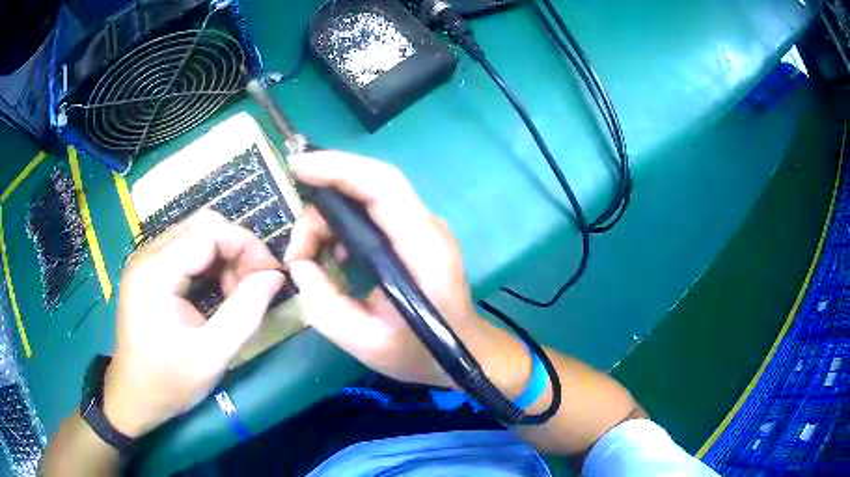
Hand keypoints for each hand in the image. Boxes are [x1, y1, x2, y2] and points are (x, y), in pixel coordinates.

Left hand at [103, 211, 284, 436]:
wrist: (134, 397)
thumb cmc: (169, 382)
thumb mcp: (212, 355)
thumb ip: (245, 313)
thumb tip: (275, 277)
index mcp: (156, 272)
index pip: (209, 232)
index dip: (246, 246)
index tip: (271, 275)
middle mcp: (147, 255)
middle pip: (203, 227)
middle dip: (237, 250)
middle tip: (256, 286)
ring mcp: (146, 260)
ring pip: (196, 236)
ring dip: (225, 258)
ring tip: (238, 294)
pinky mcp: (149, 270)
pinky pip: (187, 251)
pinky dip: (210, 265)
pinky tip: (219, 292)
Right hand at [285, 152, 527, 390]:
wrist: (464, 353)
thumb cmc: (421, 352)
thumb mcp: (365, 342)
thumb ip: (323, 303)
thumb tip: (300, 263)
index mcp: (423, 248)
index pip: (382, 186)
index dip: (338, 168)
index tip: (297, 167)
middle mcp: (426, 226)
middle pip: (372, 184)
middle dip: (324, 195)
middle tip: (297, 242)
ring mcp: (423, 227)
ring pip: (368, 197)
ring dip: (330, 217)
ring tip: (308, 255)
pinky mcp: (415, 235)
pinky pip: (373, 213)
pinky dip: (344, 225)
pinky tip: (332, 253)